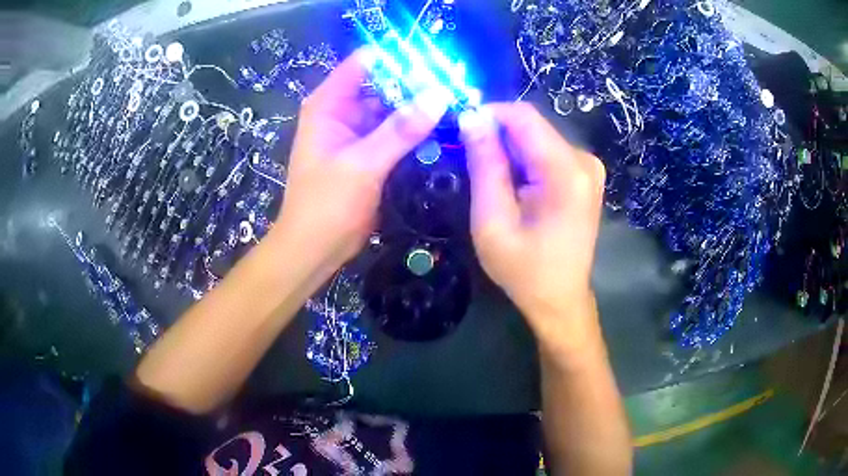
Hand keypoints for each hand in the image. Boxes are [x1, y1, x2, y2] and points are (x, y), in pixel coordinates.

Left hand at [272, 48, 453, 273]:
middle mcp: (342, 112)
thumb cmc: (327, 205)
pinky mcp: (370, 154)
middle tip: (458, 86)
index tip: (437, 62)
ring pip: (393, 110)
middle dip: (417, 85)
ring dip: (420, 109)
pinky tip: (445, 128)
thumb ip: (401, 129)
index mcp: (328, 104)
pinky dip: (416, 132)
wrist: (315, 249)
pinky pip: (396, 134)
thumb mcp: (363, 164)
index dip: (399, 59)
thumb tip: (439, 95)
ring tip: (459, 104)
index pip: (365, 63)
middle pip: (384, 85)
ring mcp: (357, 133)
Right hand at [459, 103, 605, 343]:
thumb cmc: (524, 270)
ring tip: (491, 180)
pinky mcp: (585, 175)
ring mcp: (589, 167)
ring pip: (537, 137)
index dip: (488, 114)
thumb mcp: (493, 221)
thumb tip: (471, 117)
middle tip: (470, 160)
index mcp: (566, 172)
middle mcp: (584, 160)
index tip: (460, 128)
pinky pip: (547, 152)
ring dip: (509, 150)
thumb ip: (484, 166)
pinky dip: (524, 161)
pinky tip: (514, 186)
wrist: (560, 299)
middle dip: (497, 135)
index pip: (523, 116)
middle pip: (531, 126)